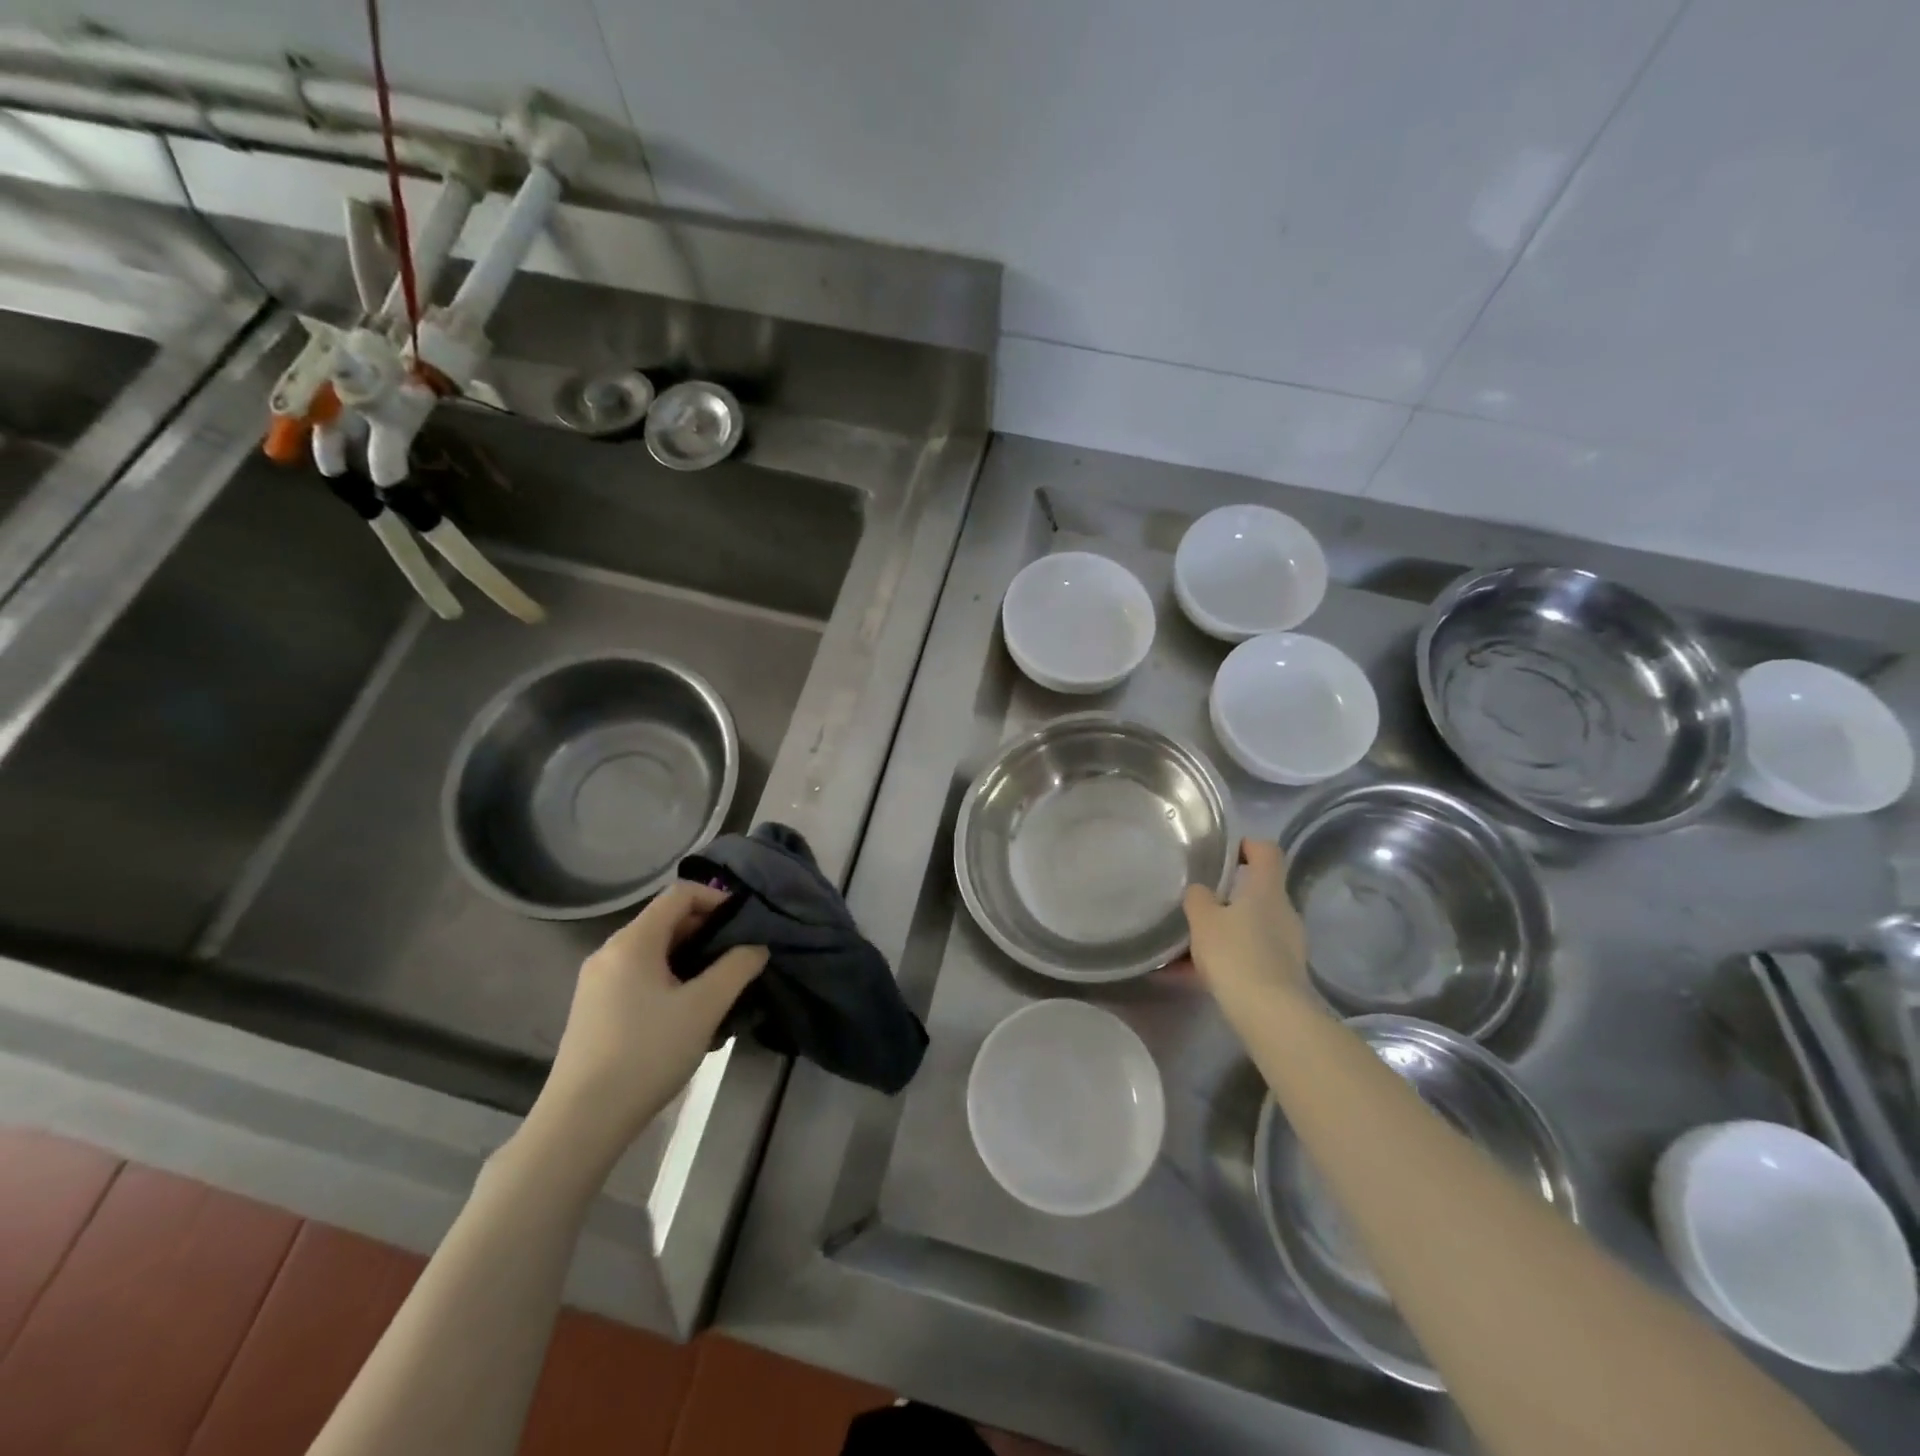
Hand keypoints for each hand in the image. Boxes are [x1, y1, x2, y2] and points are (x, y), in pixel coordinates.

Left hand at [530, 883, 766, 1170]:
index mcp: (632, 942)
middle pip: (666, 921)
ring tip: (720, 987)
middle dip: (707, 931)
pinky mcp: (594, 1009)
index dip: (717, 899)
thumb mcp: (704, 1008)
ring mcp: (597, 982)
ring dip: (691, 958)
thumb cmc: (647, 1054)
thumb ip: (737, 967)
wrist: (581, 1123)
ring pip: (654, 952)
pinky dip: (669, 979)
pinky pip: (639, 976)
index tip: (746, 923)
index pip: (679, 894)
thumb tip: (756, 945)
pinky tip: (688, 1013)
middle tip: (740, 957)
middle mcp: (609, 952)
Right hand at [1182, 839, 1312, 1028]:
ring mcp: (1287, 944)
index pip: (1266, 851)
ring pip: (1250, 926)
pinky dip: (1224, 959)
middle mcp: (1283, 911)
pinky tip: (1190, 975)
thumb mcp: (1203, 920)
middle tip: (1197, 902)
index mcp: (1267, 889)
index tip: (1223, 852)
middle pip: (1257, 891)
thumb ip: (1197, 898)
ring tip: (1186, 945)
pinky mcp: (1283, 973)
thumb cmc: (1235, 954)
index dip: (1246, 845)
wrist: (1271, 1015)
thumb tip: (1200, 891)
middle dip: (1227, 895)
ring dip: (1223, 930)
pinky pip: (1248, 955)